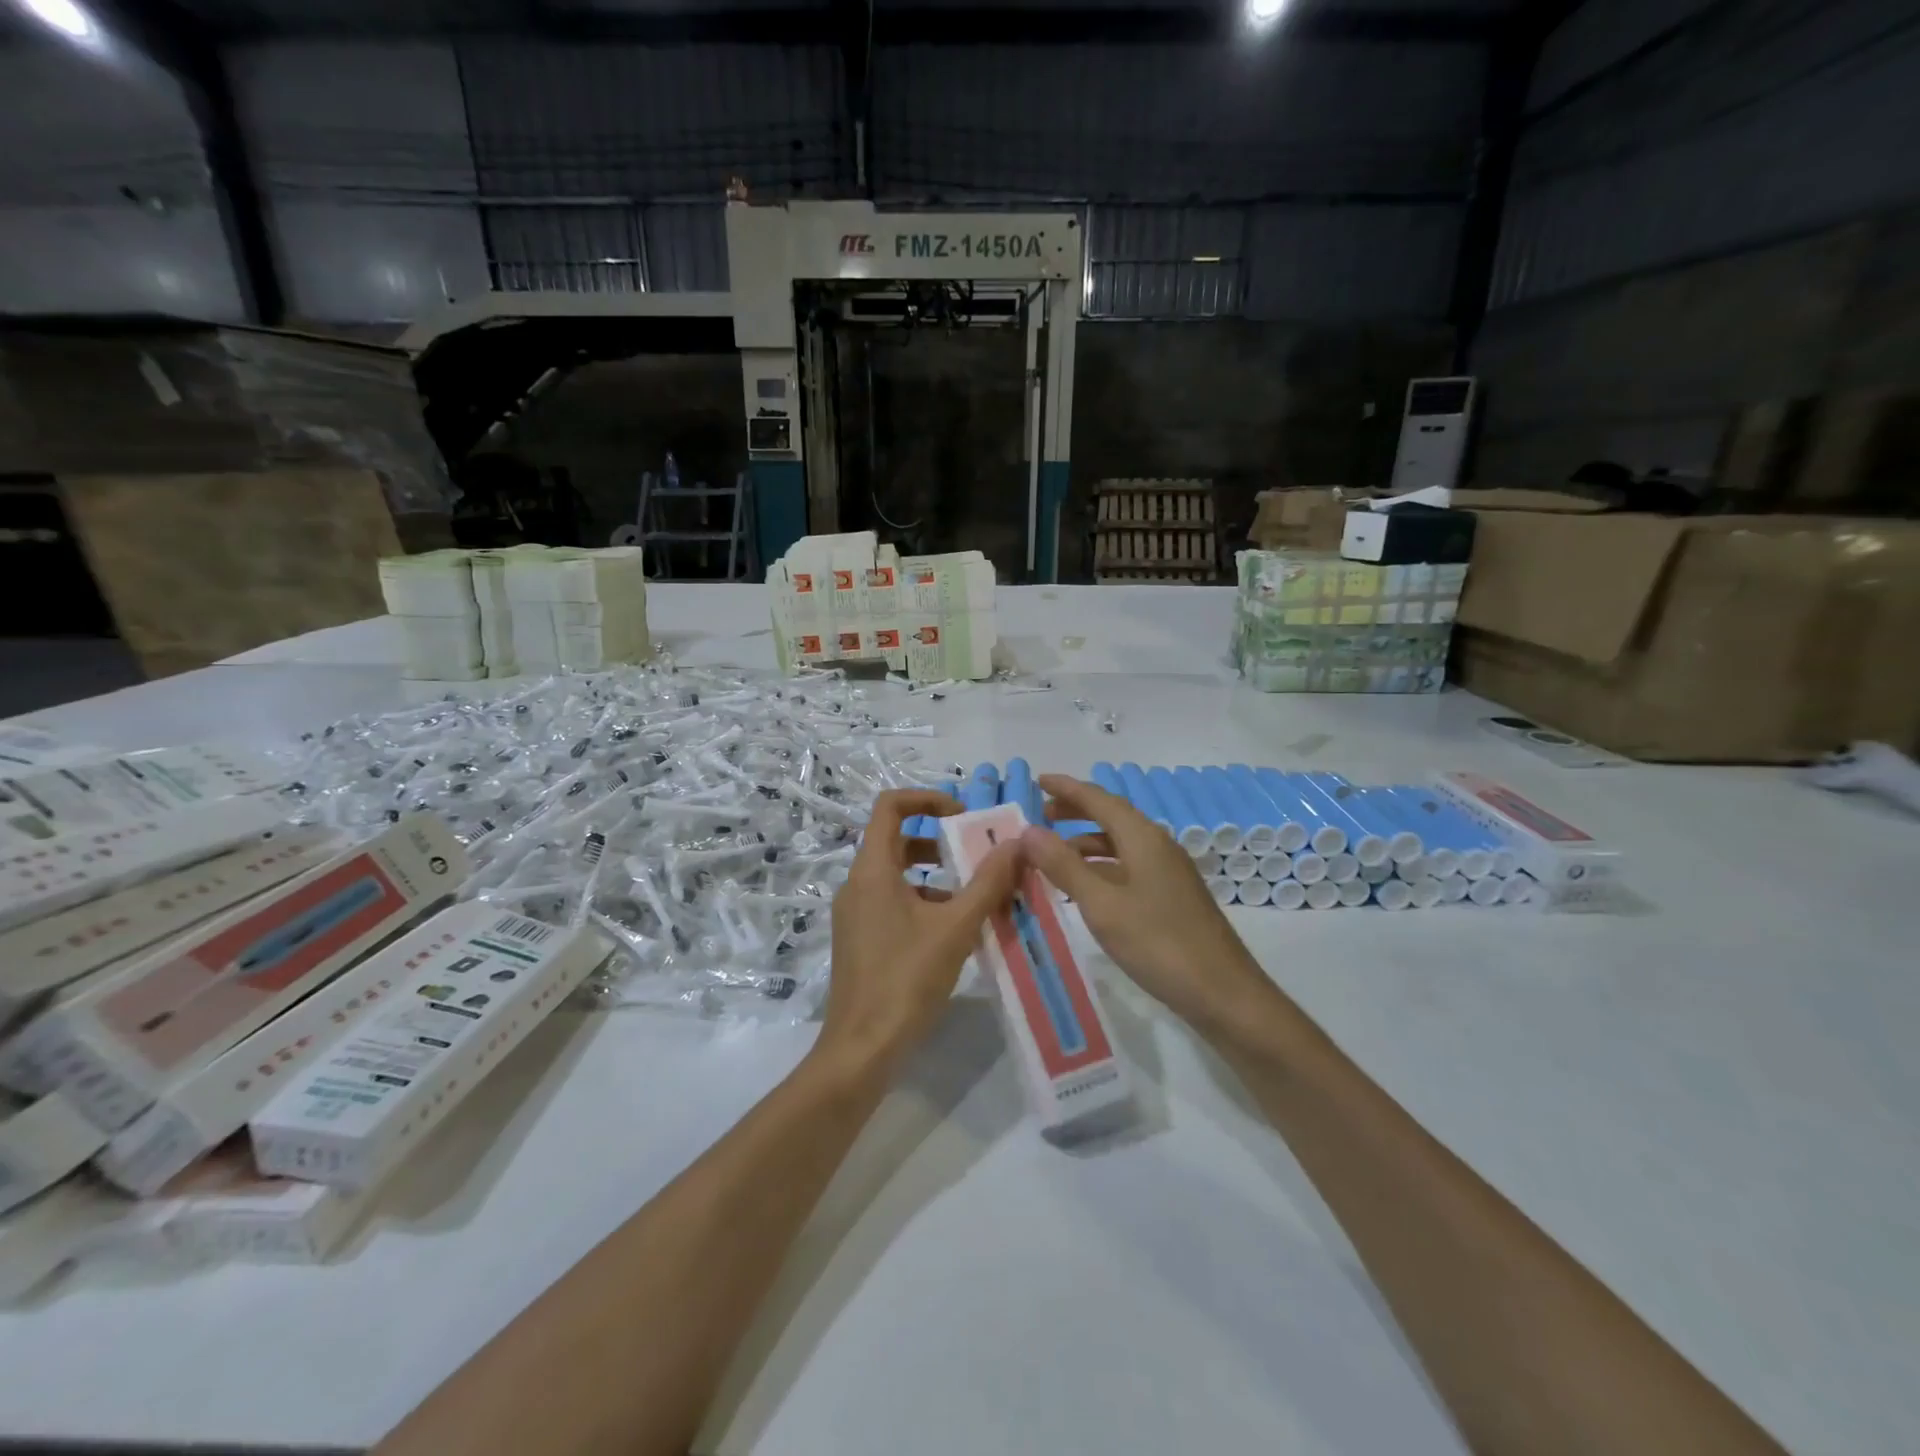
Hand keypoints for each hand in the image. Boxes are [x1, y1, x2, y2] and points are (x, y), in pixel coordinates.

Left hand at [815, 789, 1020, 1076]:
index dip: (927, 798)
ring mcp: (856, 914)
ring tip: (977, 896)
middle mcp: (857, 884)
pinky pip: (894, 902)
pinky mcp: (861, 939)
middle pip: (897, 840)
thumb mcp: (955, 928)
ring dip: (937, 875)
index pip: (890, 806)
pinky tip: (957, 931)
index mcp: (872, 870)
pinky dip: (925, 902)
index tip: (963, 815)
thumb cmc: (906, 981)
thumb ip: (987, 883)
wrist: (862, 1050)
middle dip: (940, 840)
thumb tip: (1016, 843)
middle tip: (978, 855)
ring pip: (898, 875)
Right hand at [1021, 774, 1276, 1032]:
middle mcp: (1157, 846)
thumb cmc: (1159, 944)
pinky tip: (1084, 888)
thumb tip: (1029, 830)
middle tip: (1040, 815)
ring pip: (1119, 844)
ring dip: (1085, 843)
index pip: (1099, 799)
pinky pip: (1128, 866)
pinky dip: (1100, 867)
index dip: (1066, 788)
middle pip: (1111, 816)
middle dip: (1075, 811)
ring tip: (1051, 855)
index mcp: (1143, 838)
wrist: (1223, 994)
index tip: (1037, 779)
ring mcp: (1167, 872)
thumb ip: (1064, 865)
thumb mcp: (1102, 905)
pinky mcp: (1171, 896)